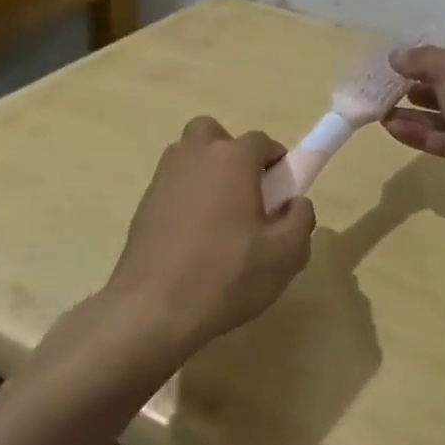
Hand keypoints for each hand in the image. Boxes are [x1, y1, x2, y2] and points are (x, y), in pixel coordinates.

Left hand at [107, 118, 316, 352]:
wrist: (153, 309)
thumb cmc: (226, 275)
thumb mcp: (286, 254)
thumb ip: (301, 219)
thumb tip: (295, 202)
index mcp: (232, 159)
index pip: (262, 142)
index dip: (277, 163)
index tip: (281, 194)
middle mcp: (194, 156)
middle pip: (214, 134)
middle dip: (231, 154)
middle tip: (245, 194)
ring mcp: (163, 178)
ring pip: (189, 157)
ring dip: (207, 173)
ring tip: (220, 218)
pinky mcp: (143, 204)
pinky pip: (173, 186)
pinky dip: (186, 198)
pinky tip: (194, 238)